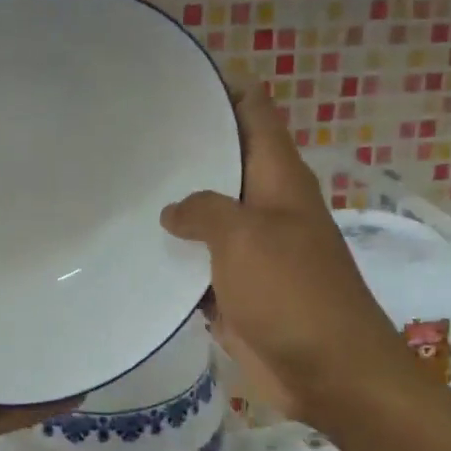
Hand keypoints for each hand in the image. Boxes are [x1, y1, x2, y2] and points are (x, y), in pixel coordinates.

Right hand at [161, 81, 423, 426]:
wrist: (329, 372)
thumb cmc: (292, 292)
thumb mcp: (244, 236)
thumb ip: (204, 210)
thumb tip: (174, 211)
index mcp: (278, 177)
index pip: (254, 111)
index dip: (223, 87)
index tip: (175, 77)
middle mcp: (265, 204)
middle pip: (224, 160)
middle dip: (185, 145)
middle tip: (130, 131)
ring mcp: (250, 248)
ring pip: (207, 213)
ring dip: (174, 204)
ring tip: (121, 183)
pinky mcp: (235, 288)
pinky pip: (198, 262)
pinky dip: (174, 256)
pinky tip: (133, 247)